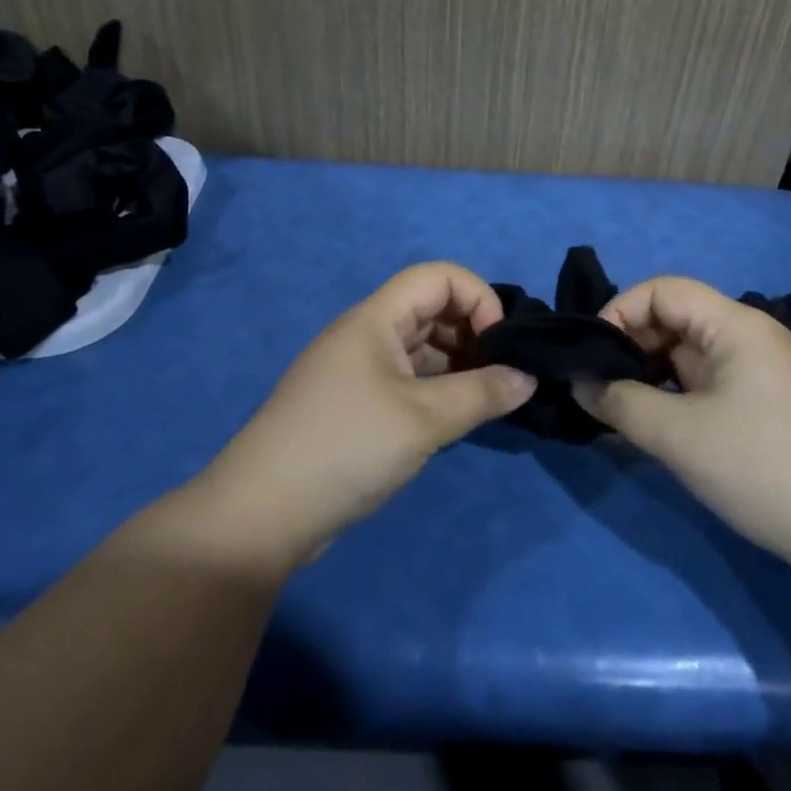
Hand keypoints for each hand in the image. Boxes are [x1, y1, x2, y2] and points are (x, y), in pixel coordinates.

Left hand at [167, 263, 536, 572]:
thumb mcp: (423, 419)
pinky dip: (436, 389)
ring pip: (420, 347)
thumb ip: (482, 393)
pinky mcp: (354, 404)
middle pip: (430, 308)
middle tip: (502, 374)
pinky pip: (406, 378)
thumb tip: (528, 378)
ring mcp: (357, 370)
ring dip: (457, 364)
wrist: (261, 514)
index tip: (501, 342)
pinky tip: (455, 417)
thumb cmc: (346, 447)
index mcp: (375, 319)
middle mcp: (366, 334)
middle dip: (472, 331)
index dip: (477, 297)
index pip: (437, 277)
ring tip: (487, 398)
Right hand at [572, 277, 790, 568]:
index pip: (664, 290)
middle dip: (631, 345)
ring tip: (617, 405)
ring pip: (687, 352)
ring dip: (649, 372)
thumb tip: (579, 383)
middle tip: (599, 384)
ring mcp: (759, 369)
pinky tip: (652, 422)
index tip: (593, 354)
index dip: (621, 311)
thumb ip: (620, 402)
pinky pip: (704, 380)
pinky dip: (672, 392)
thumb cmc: (759, 468)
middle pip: (675, 318)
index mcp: (737, 325)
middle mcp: (750, 336)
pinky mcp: (762, 401)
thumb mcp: (677, 435)